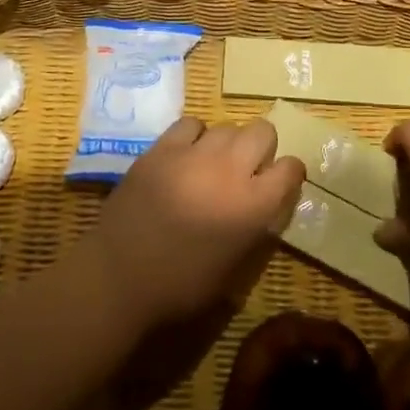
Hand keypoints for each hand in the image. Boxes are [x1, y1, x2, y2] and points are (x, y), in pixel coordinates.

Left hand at [87, 116, 305, 328]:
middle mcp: (230, 170)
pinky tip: (186, 155)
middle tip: (247, 170)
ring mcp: (193, 154)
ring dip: (228, 143)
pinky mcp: (162, 148)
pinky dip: (195, 136)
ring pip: (227, 126)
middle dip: (261, 148)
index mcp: (253, 206)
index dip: (289, 173)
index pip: (291, 168)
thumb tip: (264, 206)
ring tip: (213, 164)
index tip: (279, 182)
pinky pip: (190, 124)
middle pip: (262, 131)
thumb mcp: (234, 268)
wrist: (118, 277)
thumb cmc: (180, 286)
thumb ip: (255, 228)